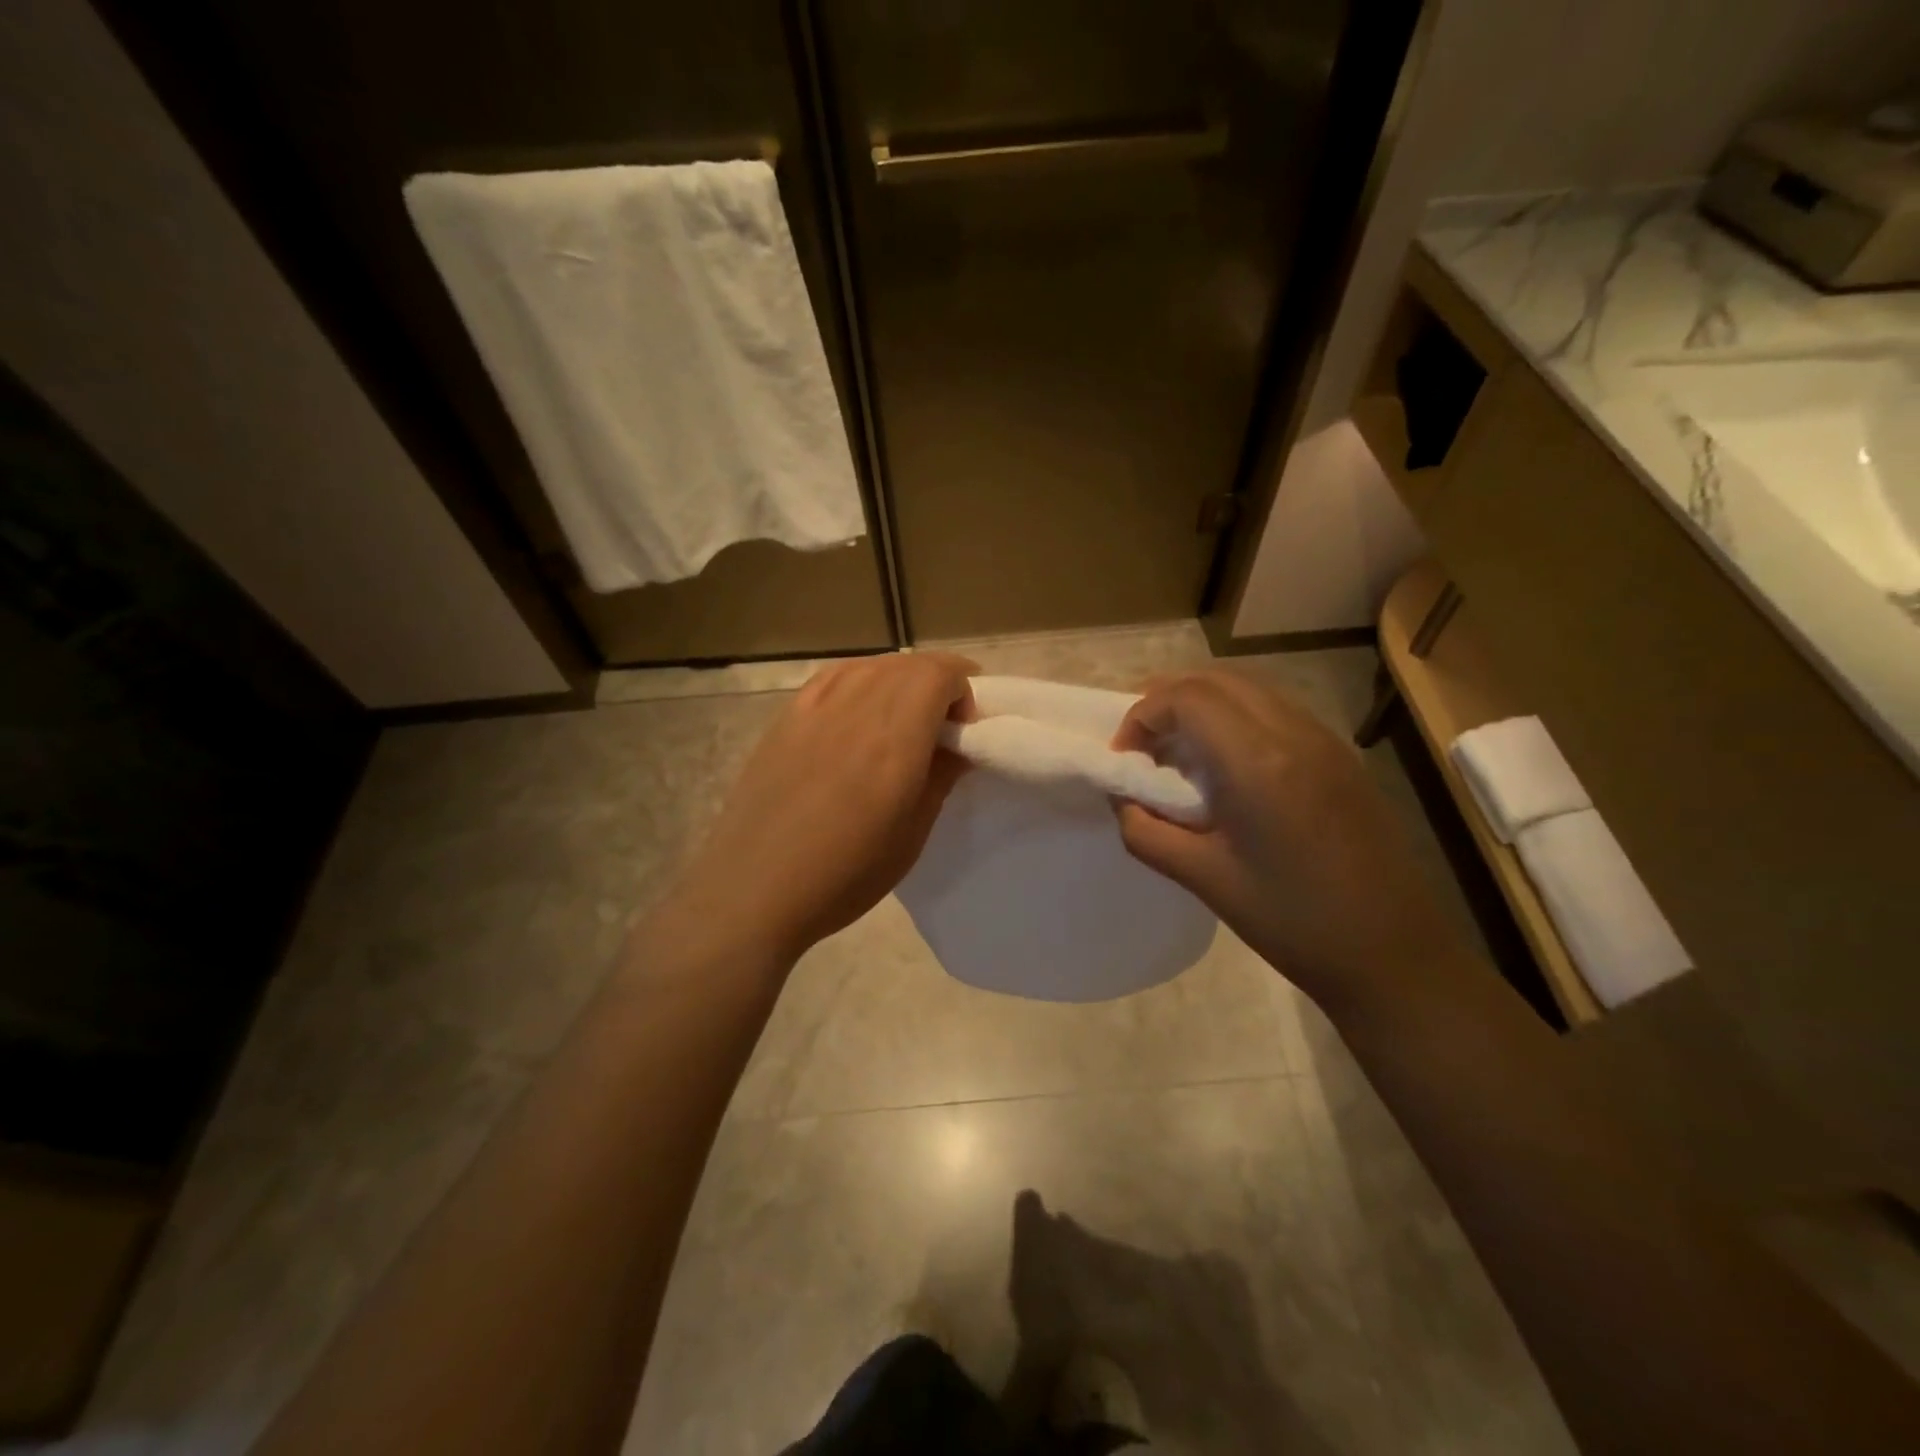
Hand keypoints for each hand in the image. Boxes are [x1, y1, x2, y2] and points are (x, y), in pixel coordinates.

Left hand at [669, 653, 975, 965]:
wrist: (755, 889)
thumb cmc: (844, 874)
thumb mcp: (912, 835)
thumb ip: (941, 777)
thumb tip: (958, 744)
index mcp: (895, 738)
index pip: (939, 674)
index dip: (964, 688)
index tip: (965, 729)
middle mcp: (856, 707)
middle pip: (908, 664)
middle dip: (937, 682)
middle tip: (942, 725)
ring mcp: (815, 707)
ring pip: (872, 666)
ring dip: (900, 680)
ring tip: (902, 718)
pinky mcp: (786, 717)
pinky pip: (834, 677)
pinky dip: (861, 681)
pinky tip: (859, 710)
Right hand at [1112, 671, 1461, 1009]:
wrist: (1395, 955)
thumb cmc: (1294, 922)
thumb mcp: (1205, 879)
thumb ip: (1147, 832)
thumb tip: (1124, 800)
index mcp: (1258, 761)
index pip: (1185, 698)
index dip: (1142, 716)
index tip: (1124, 759)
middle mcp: (1294, 733)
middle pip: (1215, 680)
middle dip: (1167, 701)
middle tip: (1142, 746)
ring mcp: (1325, 740)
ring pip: (1248, 689)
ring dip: (1202, 706)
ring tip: (1178, 755)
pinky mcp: (1341, 757)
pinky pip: (1275, 711)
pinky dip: (1235, 719)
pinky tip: (1226, 768)